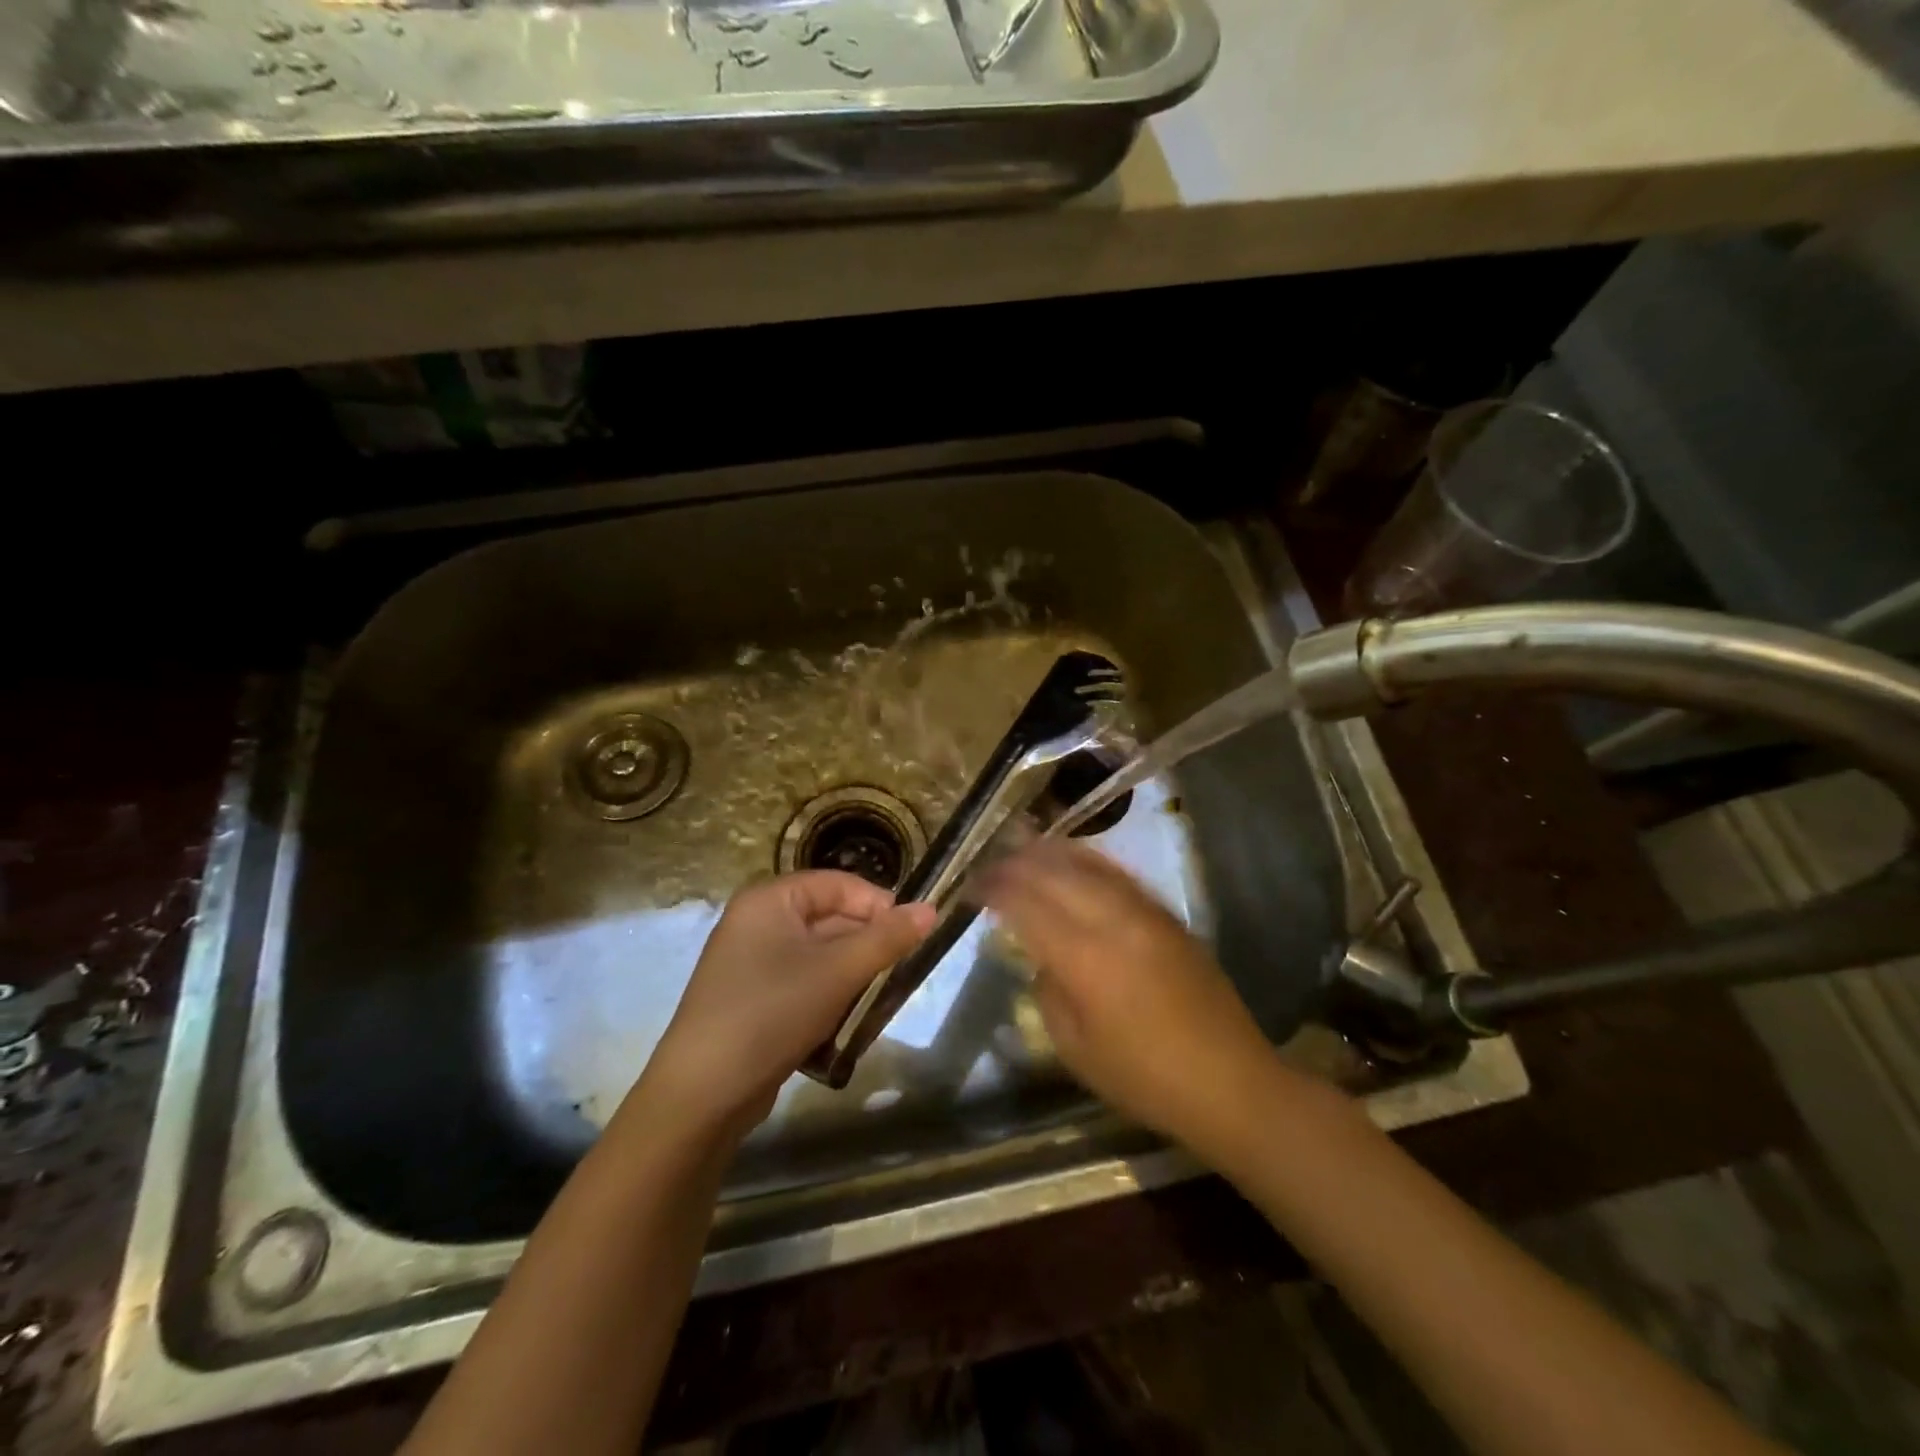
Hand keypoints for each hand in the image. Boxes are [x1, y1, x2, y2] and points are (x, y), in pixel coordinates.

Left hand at [638, 873, 935, 1140]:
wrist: (702, 1094)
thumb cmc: (771, 1012)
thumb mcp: (837, 972)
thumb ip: (887, 939)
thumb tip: (931, 909)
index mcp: (769, 899)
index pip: (837, 884)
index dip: (877, 904)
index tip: (911, 934)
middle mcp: (756, 921)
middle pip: (828, 917)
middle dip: (866, 941)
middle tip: (900, 969)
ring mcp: (751, 962)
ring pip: (818, 953)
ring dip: (852, 970)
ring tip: (879, 994)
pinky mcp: (752, 998)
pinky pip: (802, 980)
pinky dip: (829, 992)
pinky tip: (847, 1017)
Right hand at [978, 840, 1278, 1160]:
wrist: (1229, 1081)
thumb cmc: (1144, 1078)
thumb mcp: (1075, 1048)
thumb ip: (1048, 992)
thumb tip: (1043, 956)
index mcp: (1084, 957)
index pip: (1026, 904)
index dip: (994, 889)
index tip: (971, 885)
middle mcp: (1113, 920)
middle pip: (1054, 873)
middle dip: (1015, 863)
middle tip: (989, 864)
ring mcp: (1144, 912)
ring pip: (1088, 864)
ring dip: (1050, 853)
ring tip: (1021, 849)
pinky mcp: (1166, 914)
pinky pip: (1117, 873)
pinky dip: (1087, 861)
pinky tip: (1073, 861)